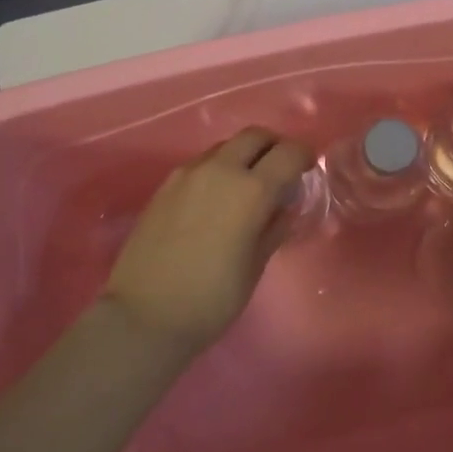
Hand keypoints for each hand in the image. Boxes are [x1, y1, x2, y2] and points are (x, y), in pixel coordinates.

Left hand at [100, 127, 312, 354]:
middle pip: (255, 136)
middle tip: (280, 170)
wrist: (144, 316)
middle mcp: (220, 170)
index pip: (289, 153)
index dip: (304, 156)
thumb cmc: (211, 299)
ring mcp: (188, 174)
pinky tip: (216, 199)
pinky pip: (201, 163)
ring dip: (243, 155)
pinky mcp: (166, 185)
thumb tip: (284, 207)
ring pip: (225, 146)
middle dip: (273, 146)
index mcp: (251, 190)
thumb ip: (274, 228)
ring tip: (247, 186)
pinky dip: (218, 168)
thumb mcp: (255, 266)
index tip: (308, 168)